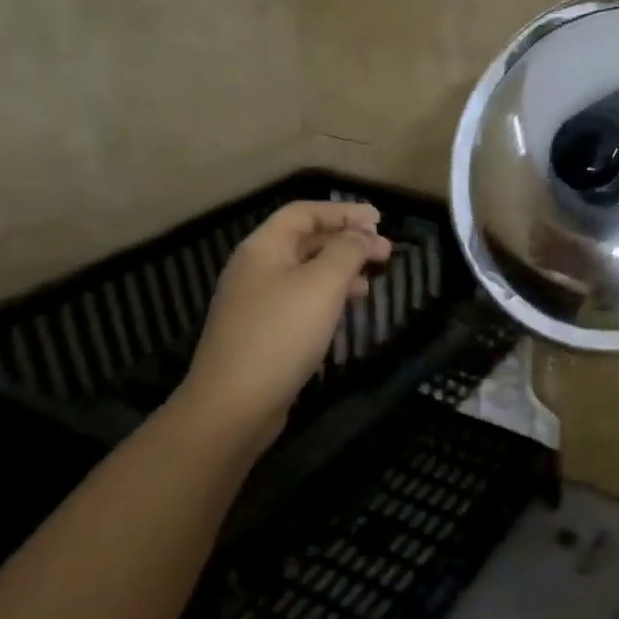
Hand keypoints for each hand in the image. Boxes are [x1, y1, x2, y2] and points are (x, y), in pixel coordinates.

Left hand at [170, 200, 391, 451]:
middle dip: (347, 241)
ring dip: (341, 270)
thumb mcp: (322, 285)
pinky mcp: (263, 332)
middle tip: (386, 251)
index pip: (304, 213)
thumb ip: (347, 251)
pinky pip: (301, 300)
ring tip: (372, 281)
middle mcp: (255, 269)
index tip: (379, 219)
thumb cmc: (280, 334)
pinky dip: (328, 297)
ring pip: (306, 272)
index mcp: (263, 248)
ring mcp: (256, 303)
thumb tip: (364, 233)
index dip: (343, 211)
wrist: (232, 406)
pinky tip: (348, 310)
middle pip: (306, 241)